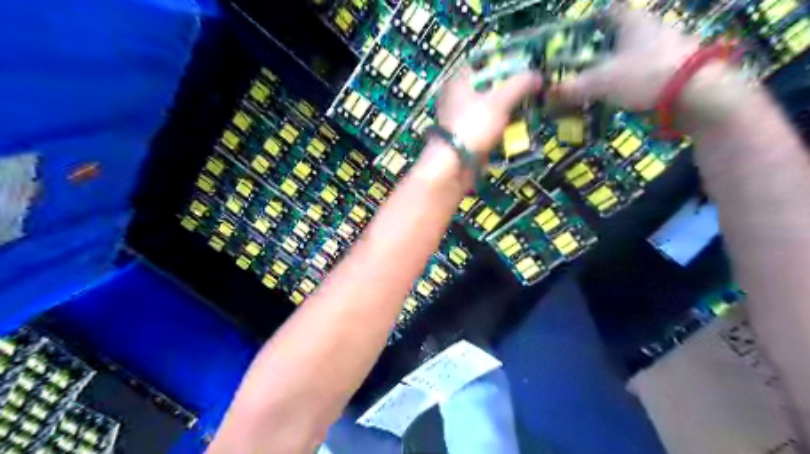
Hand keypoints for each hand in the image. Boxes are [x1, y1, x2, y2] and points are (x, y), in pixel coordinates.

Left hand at [434, 68, 539, 157]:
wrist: (454, 165)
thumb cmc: (473, 125)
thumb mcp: (500, 100)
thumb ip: (520, 84)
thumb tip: (537, 75)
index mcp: (459, 80)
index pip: (481, 61)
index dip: (502, 60)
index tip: (523, 65)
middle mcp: (457, 97)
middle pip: (487, 86)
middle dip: (509, 87)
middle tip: (531, 88)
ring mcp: (461, 119)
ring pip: (488, 107)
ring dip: (508, 108)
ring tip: (529, 107)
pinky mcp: (467, 137)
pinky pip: (487, 127)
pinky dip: (501, 126)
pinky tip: (517, 127)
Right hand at [557, 5, 703, 109]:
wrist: (698, 92)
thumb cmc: (644, 75)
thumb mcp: (600, 83)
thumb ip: (572, 88)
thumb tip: (548, 94)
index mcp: (633, 22)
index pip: (612, 10)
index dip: (596, 17)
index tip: (583, 29)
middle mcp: (652, 28)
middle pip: (624, 32)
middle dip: (605, 45)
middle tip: (587, 62)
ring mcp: (669, 46)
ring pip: (637, 52)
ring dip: (621, 64)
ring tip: (604, 82)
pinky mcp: (679, 66)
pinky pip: (649, 69)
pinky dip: (635, 78)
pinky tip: (626, 93)